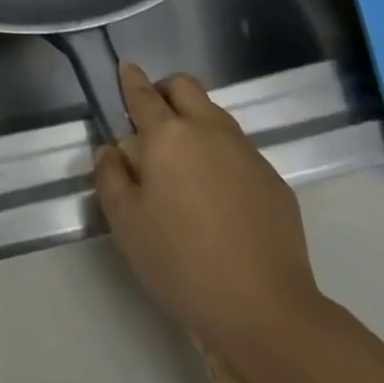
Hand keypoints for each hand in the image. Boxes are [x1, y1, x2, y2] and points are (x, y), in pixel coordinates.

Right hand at [93, 64, 320, 355]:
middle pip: (184, 86)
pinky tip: (218, 195)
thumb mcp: (126, 224)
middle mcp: (207, 129)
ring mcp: (246, 152)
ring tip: (184, 161)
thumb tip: (111, 150)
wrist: (268, 313)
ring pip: (214, 115)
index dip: (130, 79)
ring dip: (194, 121)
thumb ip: (110, 176)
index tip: (125, 69)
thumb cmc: (183, 264)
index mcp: (167, 135)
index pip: (143, 93)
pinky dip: (221, 155)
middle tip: (152, 119)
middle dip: (164, 91)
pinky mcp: (273, 180)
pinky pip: (239, 149)